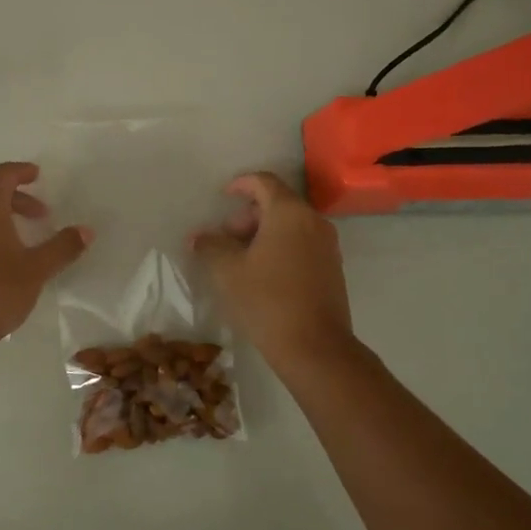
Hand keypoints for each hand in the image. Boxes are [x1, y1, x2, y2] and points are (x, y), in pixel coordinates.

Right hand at [191, 172, 352, 368]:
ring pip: (291, 225)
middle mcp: (313, 222)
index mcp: (289, 213)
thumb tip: (198, 237)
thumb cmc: (267, 300)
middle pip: (278, 203)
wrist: (315, 347)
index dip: (241, 184)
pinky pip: (302, 244)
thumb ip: (211, 246)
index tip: (223, 196)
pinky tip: (262, 274)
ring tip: (240, 259)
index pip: (264, 182)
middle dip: (248, 215)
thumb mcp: (228, 272)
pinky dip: (281, 247)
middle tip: (226, 239)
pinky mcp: (332, 269)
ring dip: (263, 233)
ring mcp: (327, 246)